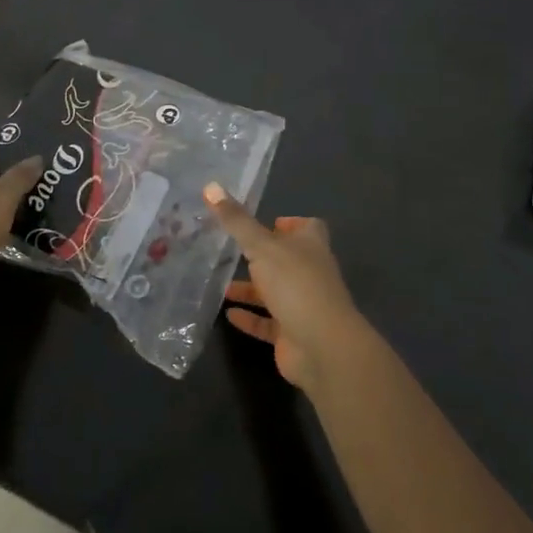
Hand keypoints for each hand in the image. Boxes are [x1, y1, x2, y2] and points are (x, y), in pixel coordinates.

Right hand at [206, 183, 367, 390]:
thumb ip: (236, 221)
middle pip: (288, 260)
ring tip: (221, 284)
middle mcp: (310, 273)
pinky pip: (267, 323)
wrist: (322, 347)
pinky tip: (227, 314)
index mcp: (311, 247)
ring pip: (275, 292)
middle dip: (263, 256)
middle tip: (232, 249)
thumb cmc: (296, 284)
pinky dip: (249, 318)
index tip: (269, 222)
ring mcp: (303, 305)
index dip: (292, 223)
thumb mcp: (262, 246)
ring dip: (251, 289)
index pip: (308, 228)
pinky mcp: (292, 335)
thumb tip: (210, 186)